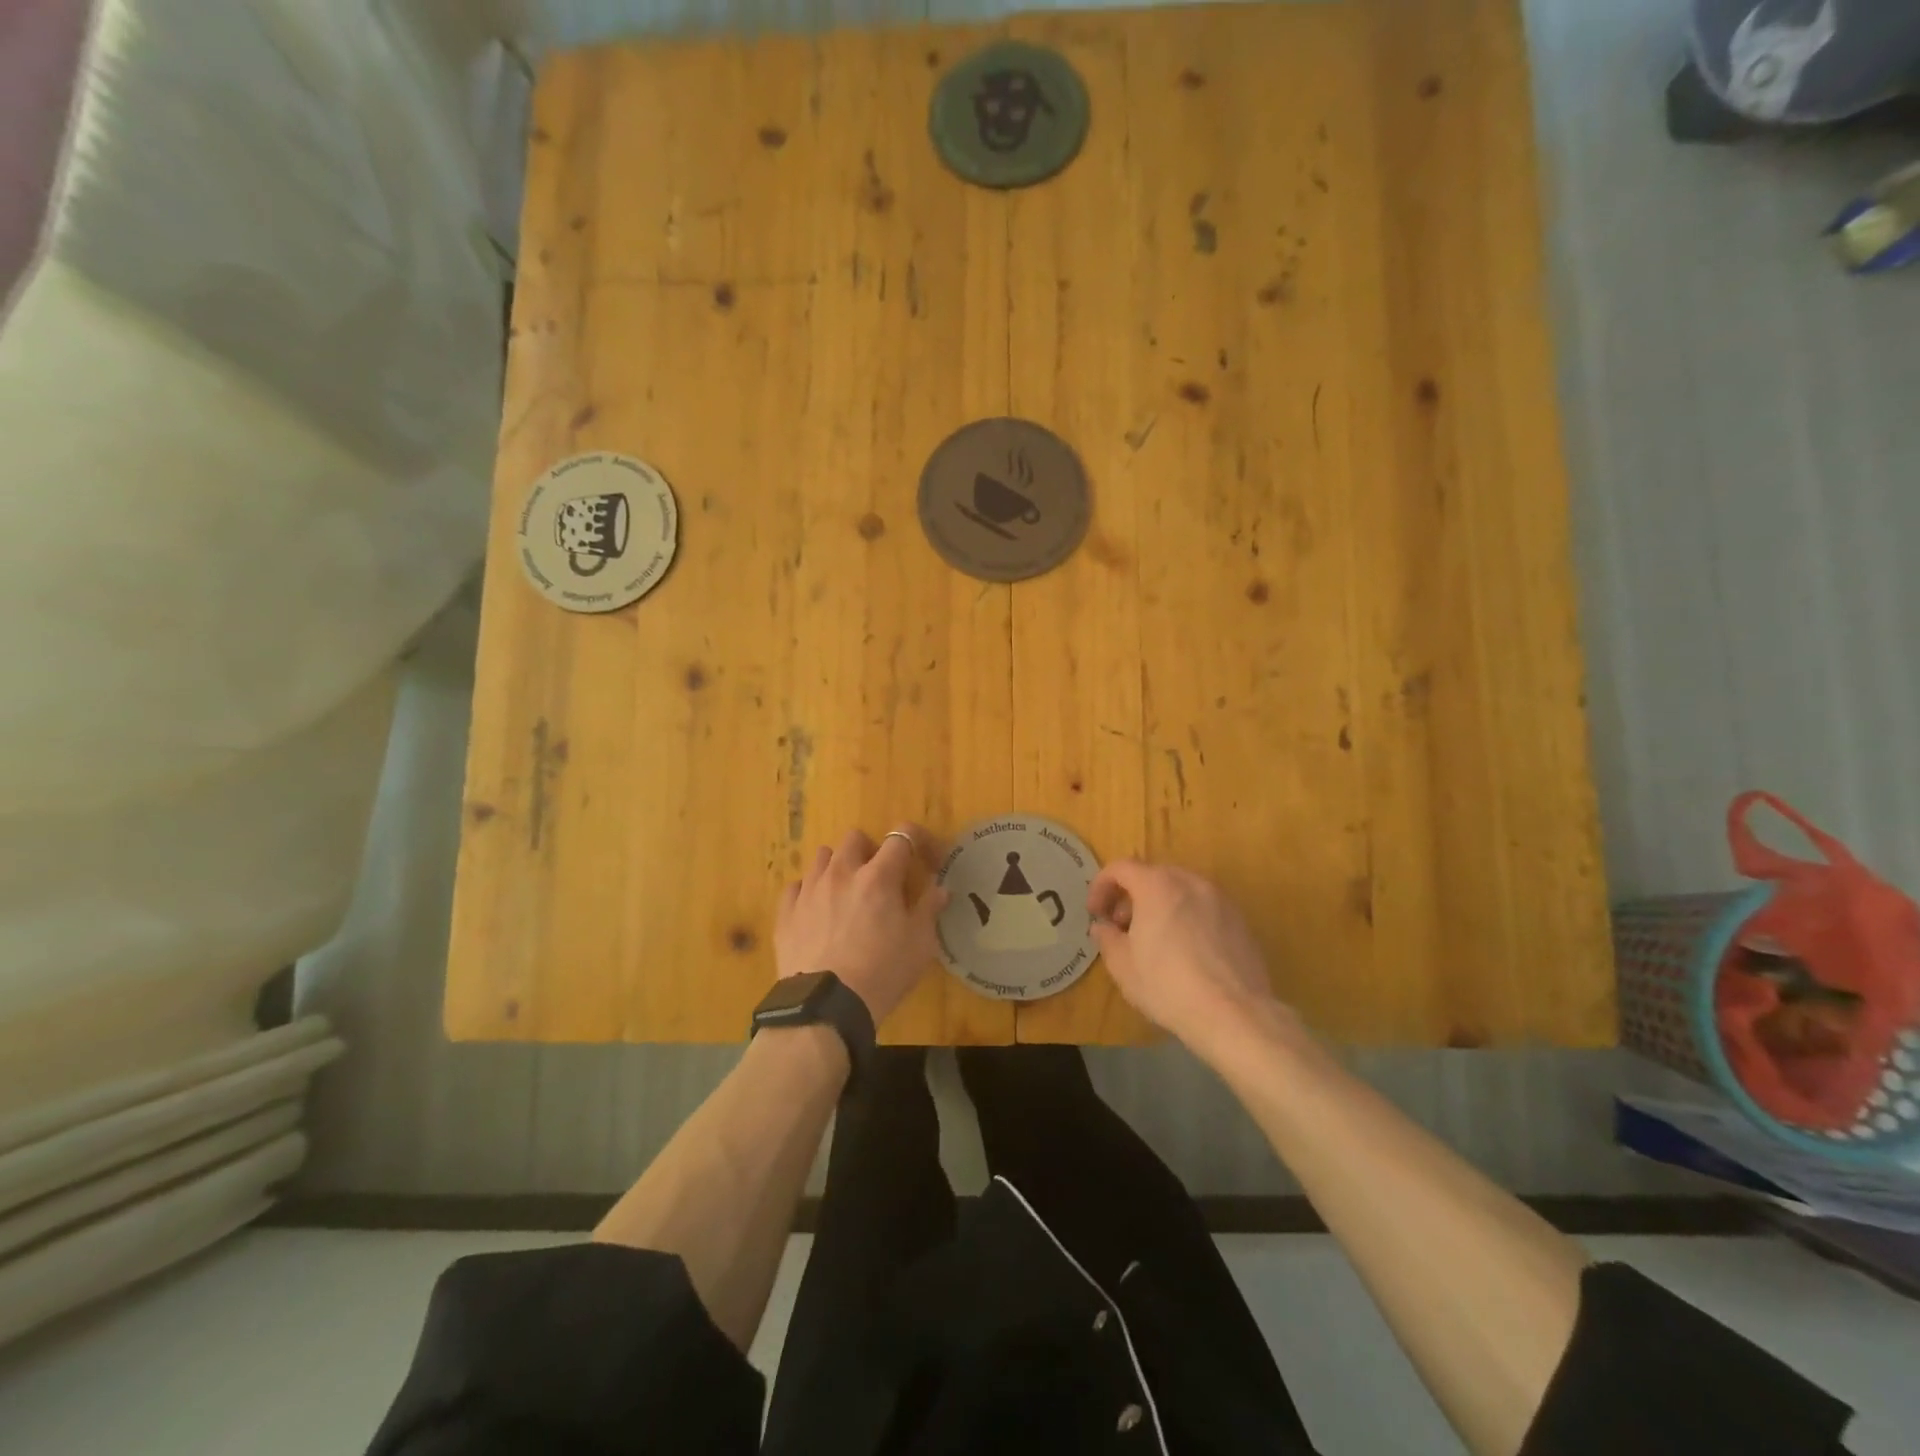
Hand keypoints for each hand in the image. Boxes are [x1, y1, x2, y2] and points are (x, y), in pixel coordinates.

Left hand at [776, 825, 949, 1024]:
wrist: (826, 1006)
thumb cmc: (882, 973)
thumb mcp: (919, 945)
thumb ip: (929, 910)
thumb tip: (941, 890)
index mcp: (878, 876)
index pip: (901, 837)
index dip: (918, 841)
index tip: (927, 859)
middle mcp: (842, 873)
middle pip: (855, 838)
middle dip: (870, 851)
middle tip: (880, 878)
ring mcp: (809, 890)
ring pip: (823, 857)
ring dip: (839, 867)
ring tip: (846, 893)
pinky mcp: (786, 912)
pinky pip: (796, 886)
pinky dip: (809, 892)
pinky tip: (817, 912)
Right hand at [1087, 860, 1282, 1056]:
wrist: (1234, 1013)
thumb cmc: (1168, 984)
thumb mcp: (1122, 965)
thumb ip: (1107, 938)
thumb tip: (1103, 927)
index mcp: (1157, 885)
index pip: (1121, 868)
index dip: (1101, 886)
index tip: (1095, 912)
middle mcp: (1190, 882)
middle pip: (1153, 876)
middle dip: (1132, 896)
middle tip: (1122, 927)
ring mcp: (1220, 900)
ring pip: (1181, 891)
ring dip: (1161, 906)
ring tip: (1155, 940)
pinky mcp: (1240, 921)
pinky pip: (1204, 909)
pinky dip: (1187, 919)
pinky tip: (1186, 953)